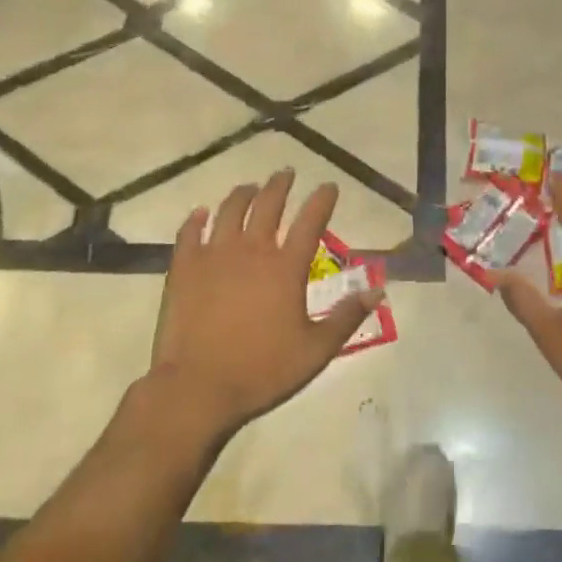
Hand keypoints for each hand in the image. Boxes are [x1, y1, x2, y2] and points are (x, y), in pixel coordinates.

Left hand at [147, 170, 376, 444]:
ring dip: (243, 194)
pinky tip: (201, 213)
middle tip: (286, 173)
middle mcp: (252, 250)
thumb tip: (377, 290)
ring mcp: (214, 255)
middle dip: (280, 185)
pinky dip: (196, 219)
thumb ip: (347, 317)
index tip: (328, 186)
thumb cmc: (262, 370)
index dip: (322, 200)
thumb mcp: (316, 350)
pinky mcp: (184, 268)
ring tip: (250, 187)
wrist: (197, 388)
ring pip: (230, 210)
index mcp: (286, 267)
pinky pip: (189, 232)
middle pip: (268, 204)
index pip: (311, 221)